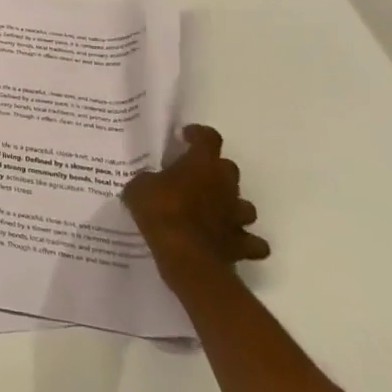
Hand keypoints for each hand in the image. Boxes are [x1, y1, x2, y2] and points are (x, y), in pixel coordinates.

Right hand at [122, 124, 269, 274]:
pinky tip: (230, 242)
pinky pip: (251, 242)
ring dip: (232, 206)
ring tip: (214, 212)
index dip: (198, 135)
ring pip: (245, 205)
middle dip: (215, 171)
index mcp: (202, 164)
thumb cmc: (161, 211)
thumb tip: (150, 182)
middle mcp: (225, 185)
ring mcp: (237, 216)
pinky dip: (244, 241)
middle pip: (229, 168)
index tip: (186, 138)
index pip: (209, 138)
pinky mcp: (242, 245)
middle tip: (194, 178)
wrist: (185, 256)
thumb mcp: (139, 187)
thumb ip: (148, 180)